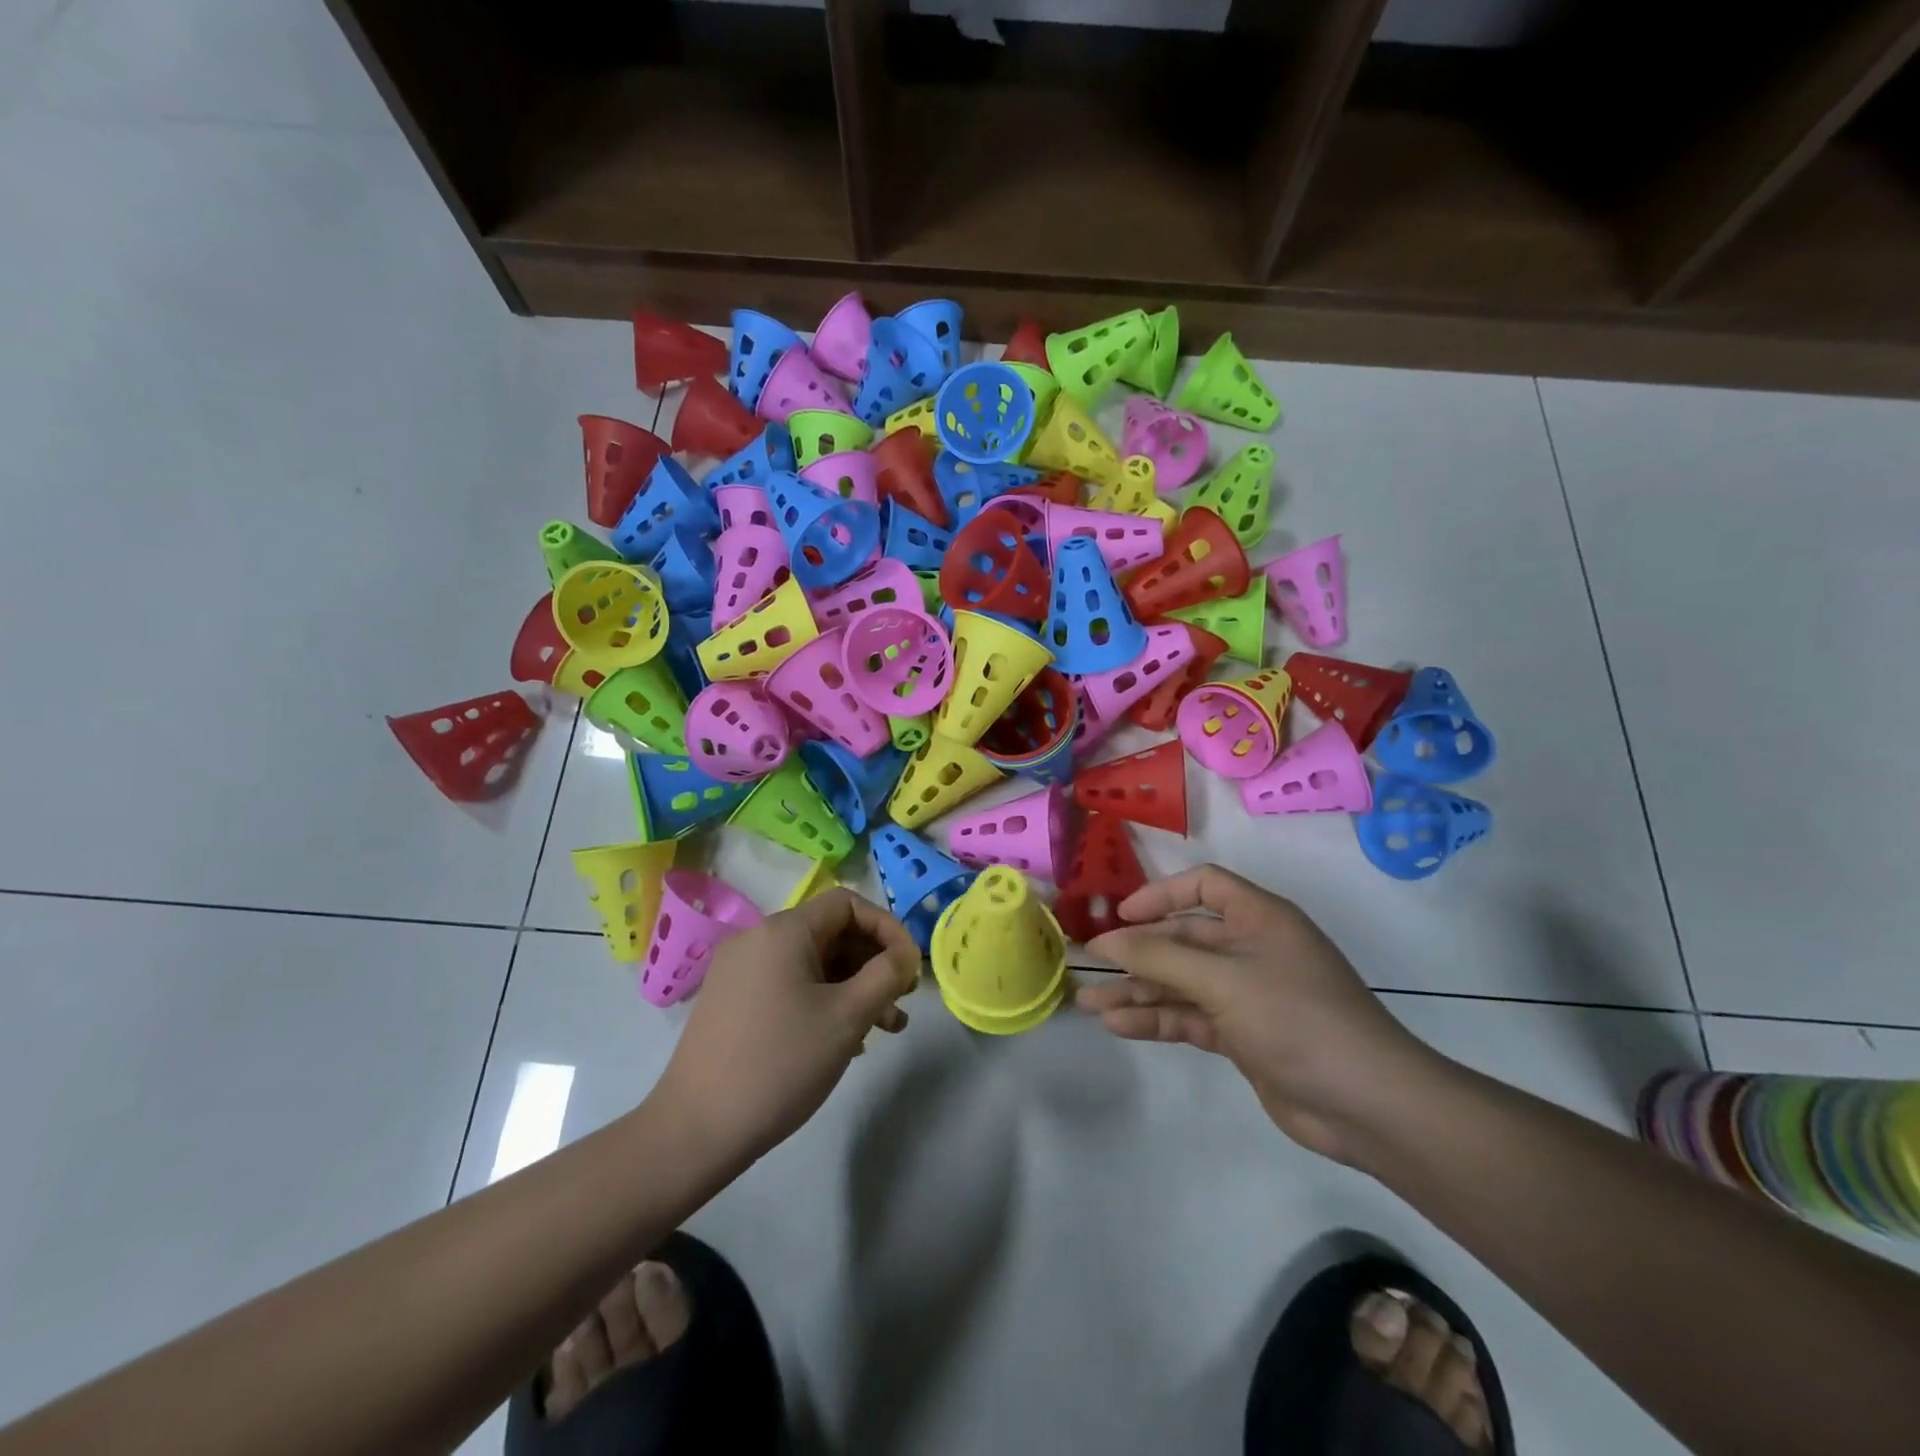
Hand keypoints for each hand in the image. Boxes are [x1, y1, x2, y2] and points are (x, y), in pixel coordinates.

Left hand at [652, 889, 919, 1166]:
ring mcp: (740, 972)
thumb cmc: (780, 1064)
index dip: (887, 929)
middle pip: (831, 933)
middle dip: (873, 963)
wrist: (695, 1130)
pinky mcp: (732, 1003)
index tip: (910, 968)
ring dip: (853, 987)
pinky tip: (844, 1041)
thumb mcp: (847, 1017)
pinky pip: (790, 986)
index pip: (848, 904)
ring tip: (885, 1029)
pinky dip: (823, 1001)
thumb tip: (905, 955)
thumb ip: (886, 976)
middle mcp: (758, 940)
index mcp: (783, 931)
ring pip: (812, 964)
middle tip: (902, 1001)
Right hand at [1079, 865, 1442, 1162]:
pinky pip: (1190, 1017)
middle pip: (1182, 939)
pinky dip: (1156, 1019)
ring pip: (1180, 982)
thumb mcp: (1222, 980)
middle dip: (1136, 953)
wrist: (1367, 1105)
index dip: (1159, 895)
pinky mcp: (1242, 1035)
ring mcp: (1246, 994)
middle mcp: (1251, 949)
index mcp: (1258, 918)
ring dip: (1137, 991)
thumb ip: (1159, 958)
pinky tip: (1119, 1026)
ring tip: (1089, 1004)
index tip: (1120, 916)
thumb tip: (1104, 942)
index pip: (1203, 886)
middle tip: (1089, 967)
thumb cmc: (1296, 1018)